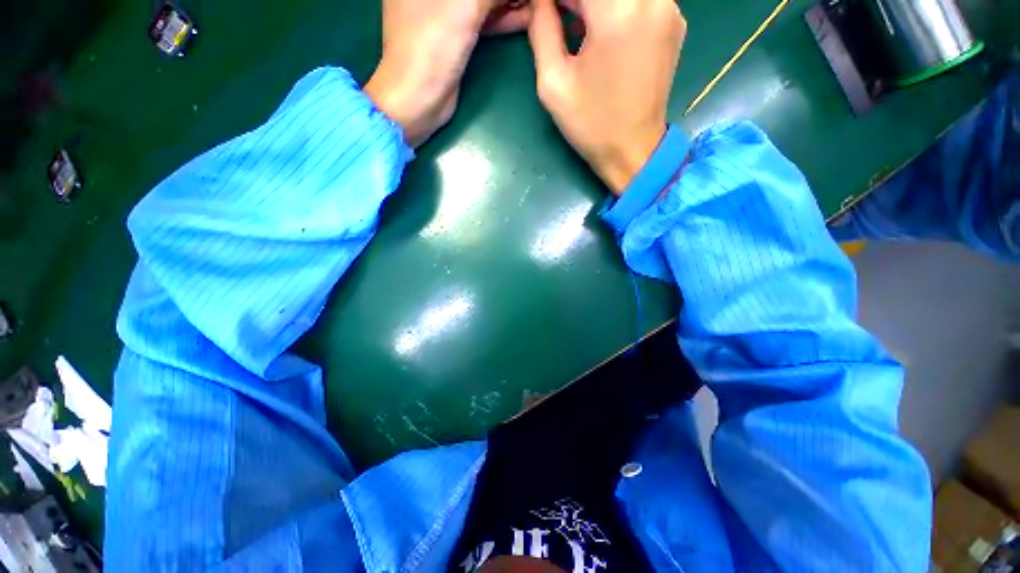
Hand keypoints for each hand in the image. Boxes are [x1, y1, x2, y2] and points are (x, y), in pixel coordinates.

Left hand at [365, 0, 531, 146]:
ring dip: (508, 1)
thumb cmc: (432, 47)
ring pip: (479, 0)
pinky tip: (526, 18)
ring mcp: (439, 10)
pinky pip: (480, 18)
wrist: (418, 101)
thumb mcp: (464, 5)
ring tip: (538, 5)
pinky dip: (502, 18)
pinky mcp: (452, 34)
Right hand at [528, 0, 685, 193]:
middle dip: (575, 1)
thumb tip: (541, 1)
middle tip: (559, 20)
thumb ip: (542, 29)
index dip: (556, 0)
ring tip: (579, 28)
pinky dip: (615, 7)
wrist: (632, 151)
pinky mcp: (674, 21)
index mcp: (618, 12)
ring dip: (594, 4)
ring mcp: (668, 7)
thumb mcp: (553, 83)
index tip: (545, 13)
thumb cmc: (590, 124)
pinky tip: (603, 31)